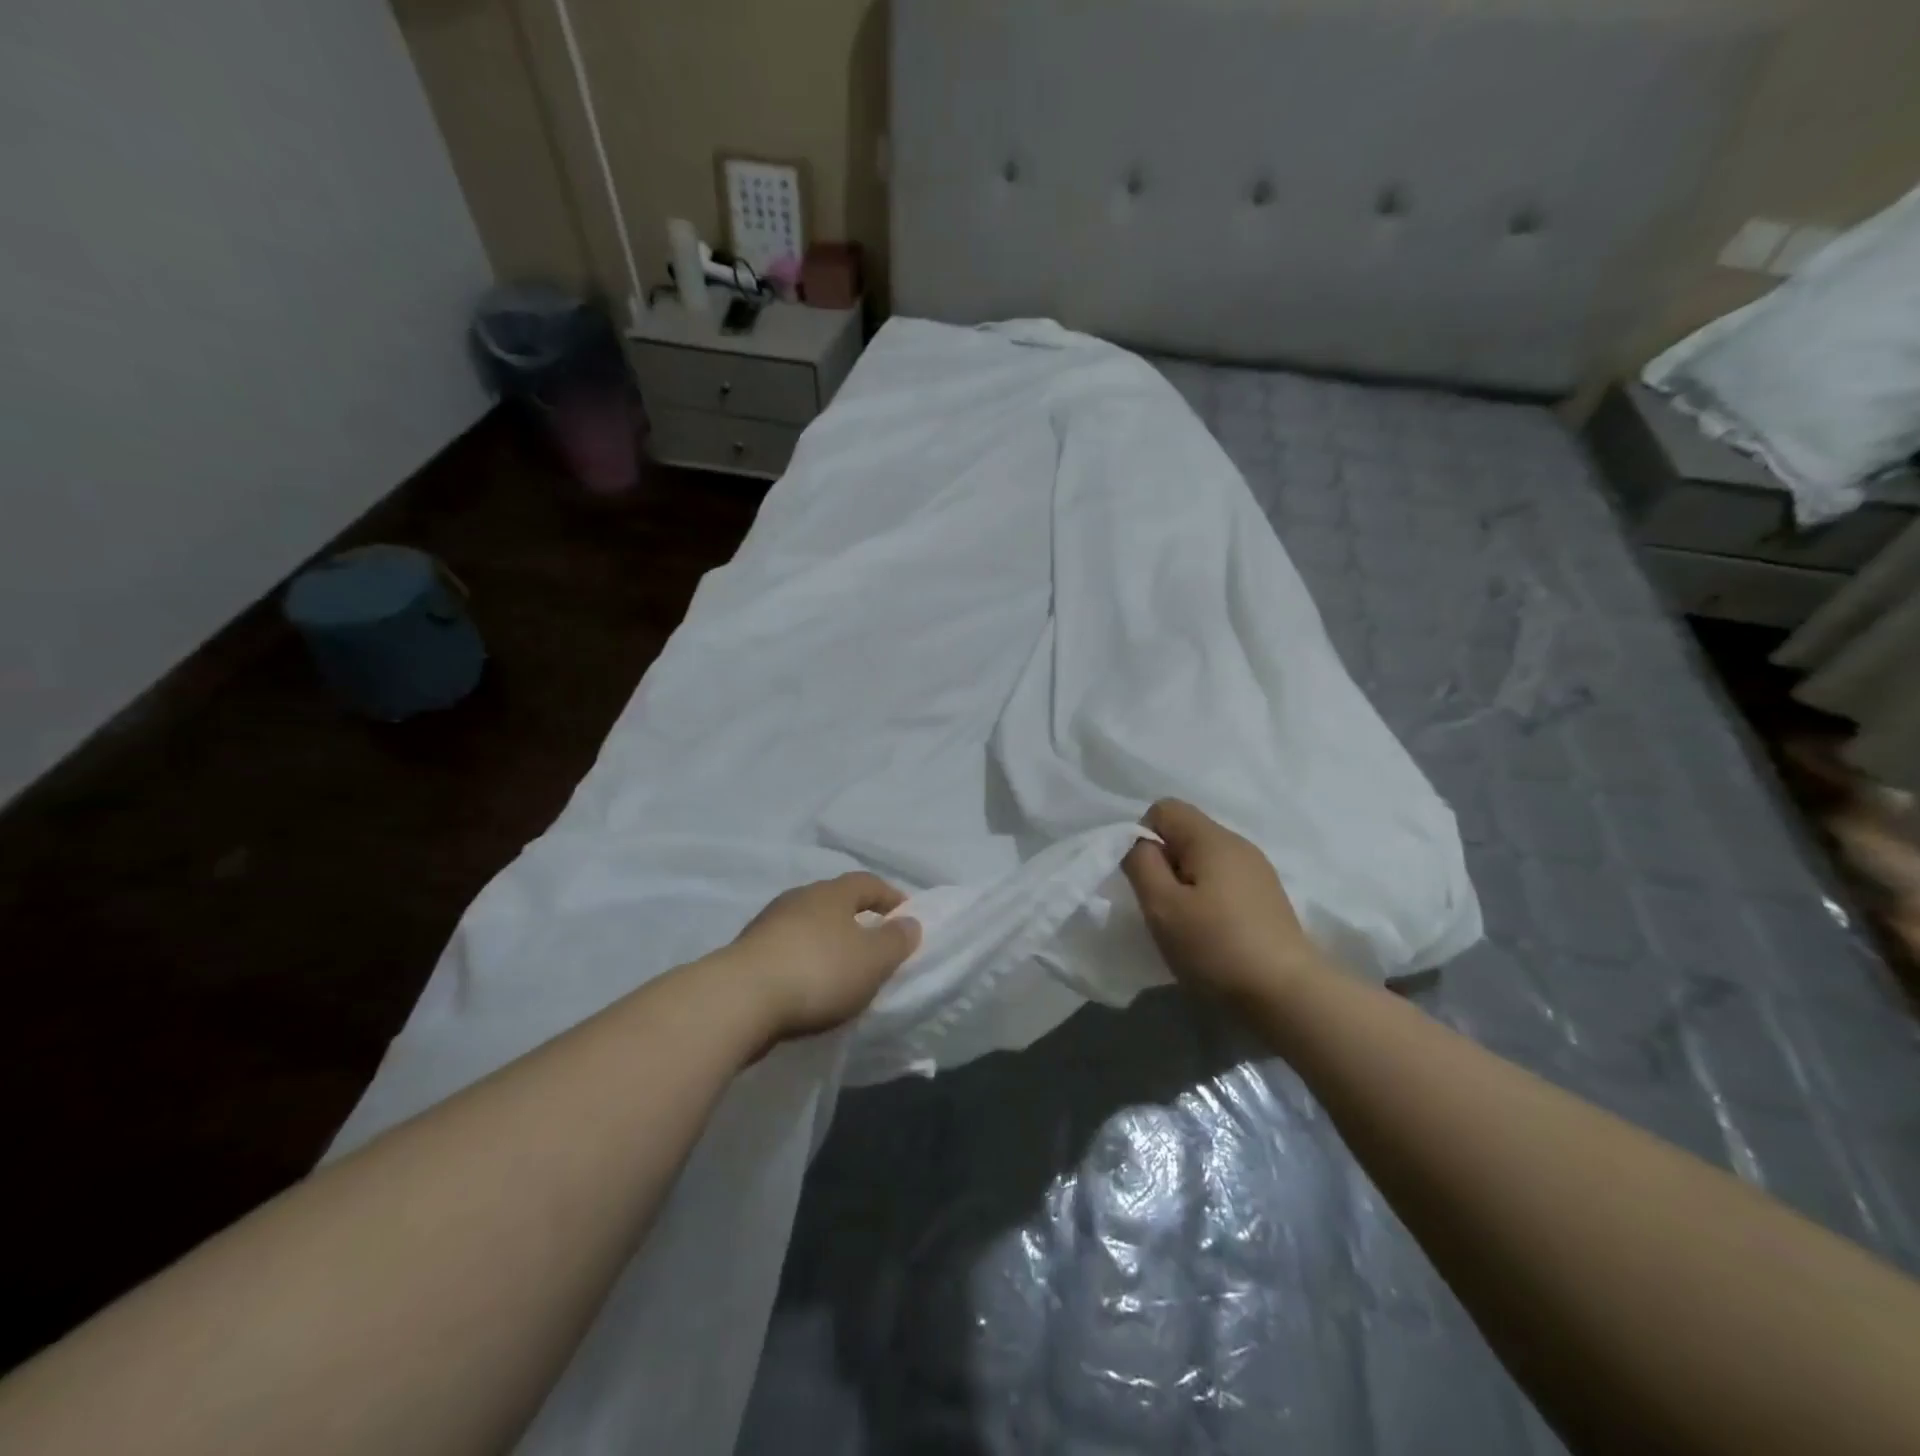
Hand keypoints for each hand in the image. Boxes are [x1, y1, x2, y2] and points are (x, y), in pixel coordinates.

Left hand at [724, 873, 921, 1040]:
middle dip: (855, 919)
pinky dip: (802, 963)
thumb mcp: (872, 960)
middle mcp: (798, 898)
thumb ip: (896, 941)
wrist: (739, 1000)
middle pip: (834, 902)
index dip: (890, 896)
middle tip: (873, 945)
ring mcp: (767, 925)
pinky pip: (785, 951)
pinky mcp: (745, 954)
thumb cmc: (818, 971)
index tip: (905, 915)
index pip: (867, 883)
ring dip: (825, 943)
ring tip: (840, 971)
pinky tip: (807, 988)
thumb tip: (910, 922)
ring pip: (807, 926)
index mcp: (831, 893)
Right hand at [1123, 799, 1321, 1000]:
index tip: (1145, 879)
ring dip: (1185, 884)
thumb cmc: (1216, 946)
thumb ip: (1141, 863)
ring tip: (1186, 924)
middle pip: (1186, 834)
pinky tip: (1212, 934)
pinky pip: (1224, 882)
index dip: (1143, 836)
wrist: (1289, 996)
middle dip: (1164, 863)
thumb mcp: (1162, 906)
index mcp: (1212, 838)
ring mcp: (1258, 872)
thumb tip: (1140, 843)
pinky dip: (1208, 899)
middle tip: (1162, 906)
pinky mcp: (1267, 899)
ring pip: (1204, 860)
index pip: (1164, 809)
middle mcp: (1239, 845)